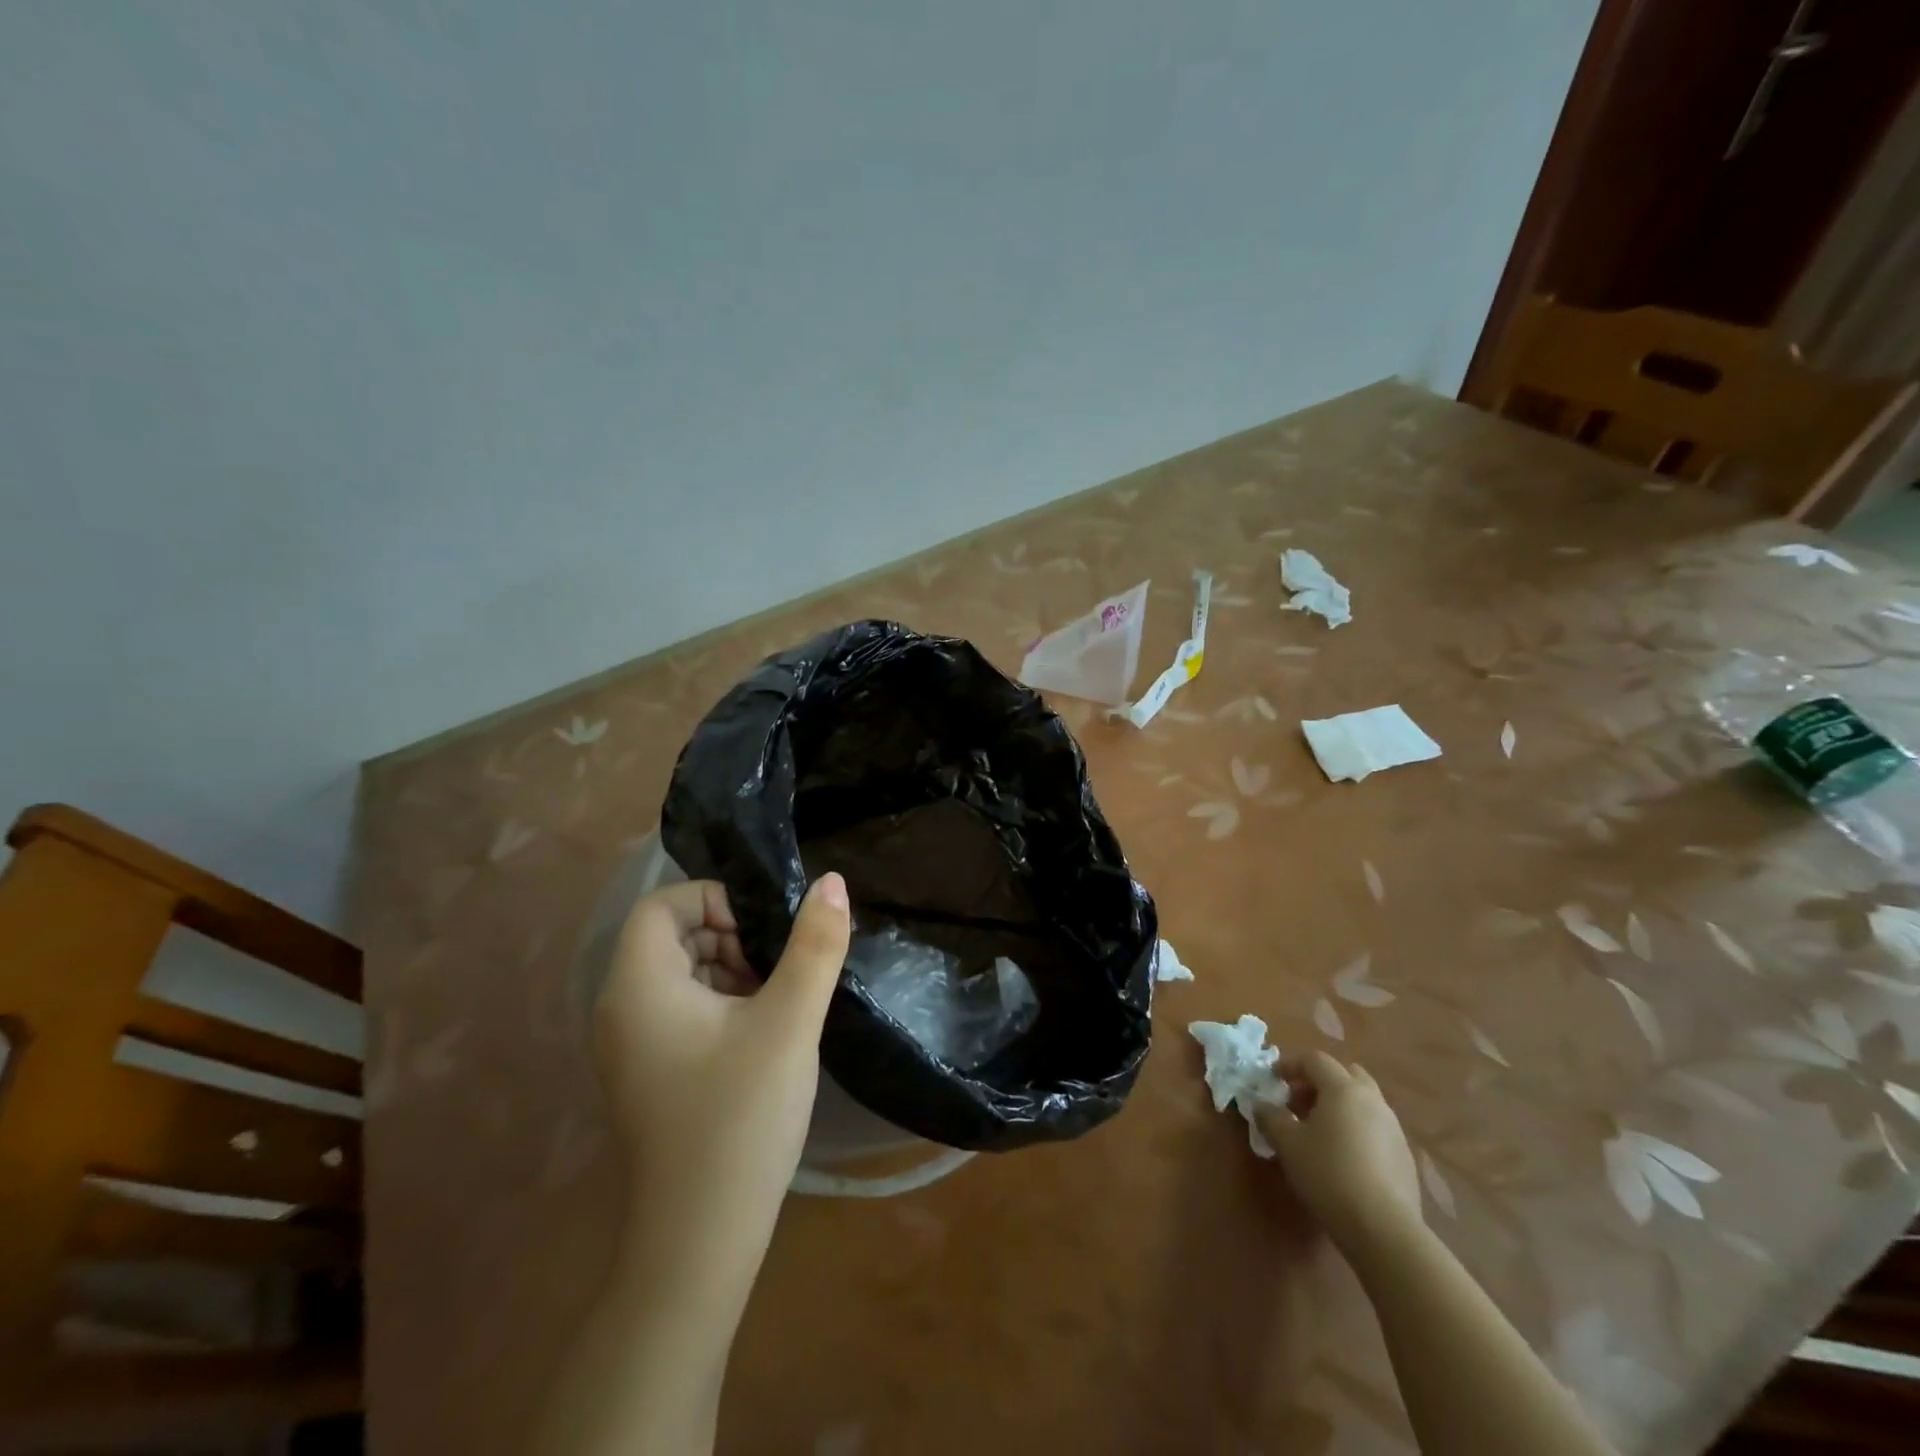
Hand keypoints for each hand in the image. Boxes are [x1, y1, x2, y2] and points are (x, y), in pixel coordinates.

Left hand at [593, 873, 850, 1268]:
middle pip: (670, 936)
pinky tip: (760, 1035)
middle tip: (777, 968)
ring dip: (729, 969)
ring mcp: (630, 1046)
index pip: (662, 904)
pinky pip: (679, 1010)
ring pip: (679, 973)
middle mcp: (621, 1008)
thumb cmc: (740, 1117)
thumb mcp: (789, 1021)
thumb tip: (832, 881)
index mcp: (639, 985)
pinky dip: (720, 1003)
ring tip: (776, 1000)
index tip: (764, 931)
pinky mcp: (647, 1073)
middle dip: (729, 935)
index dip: (715, 900)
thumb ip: (815, 946)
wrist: (700, 1240)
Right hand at [1255, 1051, 1422, 1254]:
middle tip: (1299, 1103)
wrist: (1384, 1229)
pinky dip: (1356, 1129)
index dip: (1290, 1065)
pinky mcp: (1405, 1156)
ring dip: (1339, 1106)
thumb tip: (1262, 1105)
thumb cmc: (1328, 1174)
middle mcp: (1372, 1100)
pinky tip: (1344, 1157)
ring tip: (1319, 1132)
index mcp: (1343, 1089)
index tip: (1274, 1080)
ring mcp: (1393, 1128)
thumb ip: (1270, 1117)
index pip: (1315, 1060)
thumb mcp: (1287, 1144)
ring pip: (1363, 1101)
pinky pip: (1375, 1127)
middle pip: (1345, 1074)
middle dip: (1320, 1082)